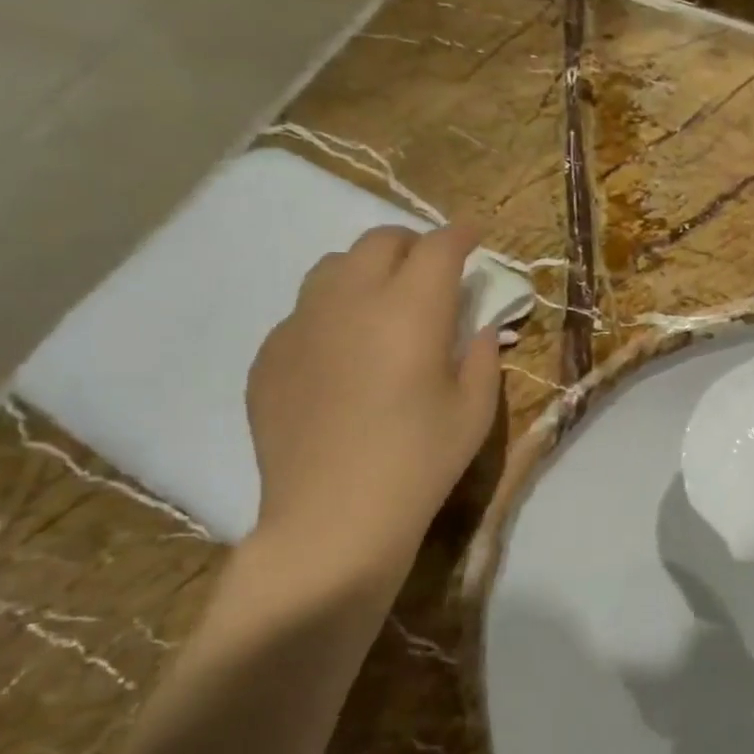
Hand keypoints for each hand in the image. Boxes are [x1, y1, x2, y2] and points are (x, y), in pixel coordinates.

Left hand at [246, 225, 500, 585]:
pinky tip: (341, 353)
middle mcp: (351, 300)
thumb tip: (480, 328)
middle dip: (413, 245)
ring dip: (366, 270)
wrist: (333, 519)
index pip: (439, 247)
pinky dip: (331, 312)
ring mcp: (301, 325)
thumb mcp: (474, 411)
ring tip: (382, 303)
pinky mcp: (269, 355)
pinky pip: (303, 312)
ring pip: (333, 267)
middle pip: (380, 241)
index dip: (461, 234)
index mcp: (411, 310)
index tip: (474, 235)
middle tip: (431, 272)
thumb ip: (484, 356)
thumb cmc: (419, 463)